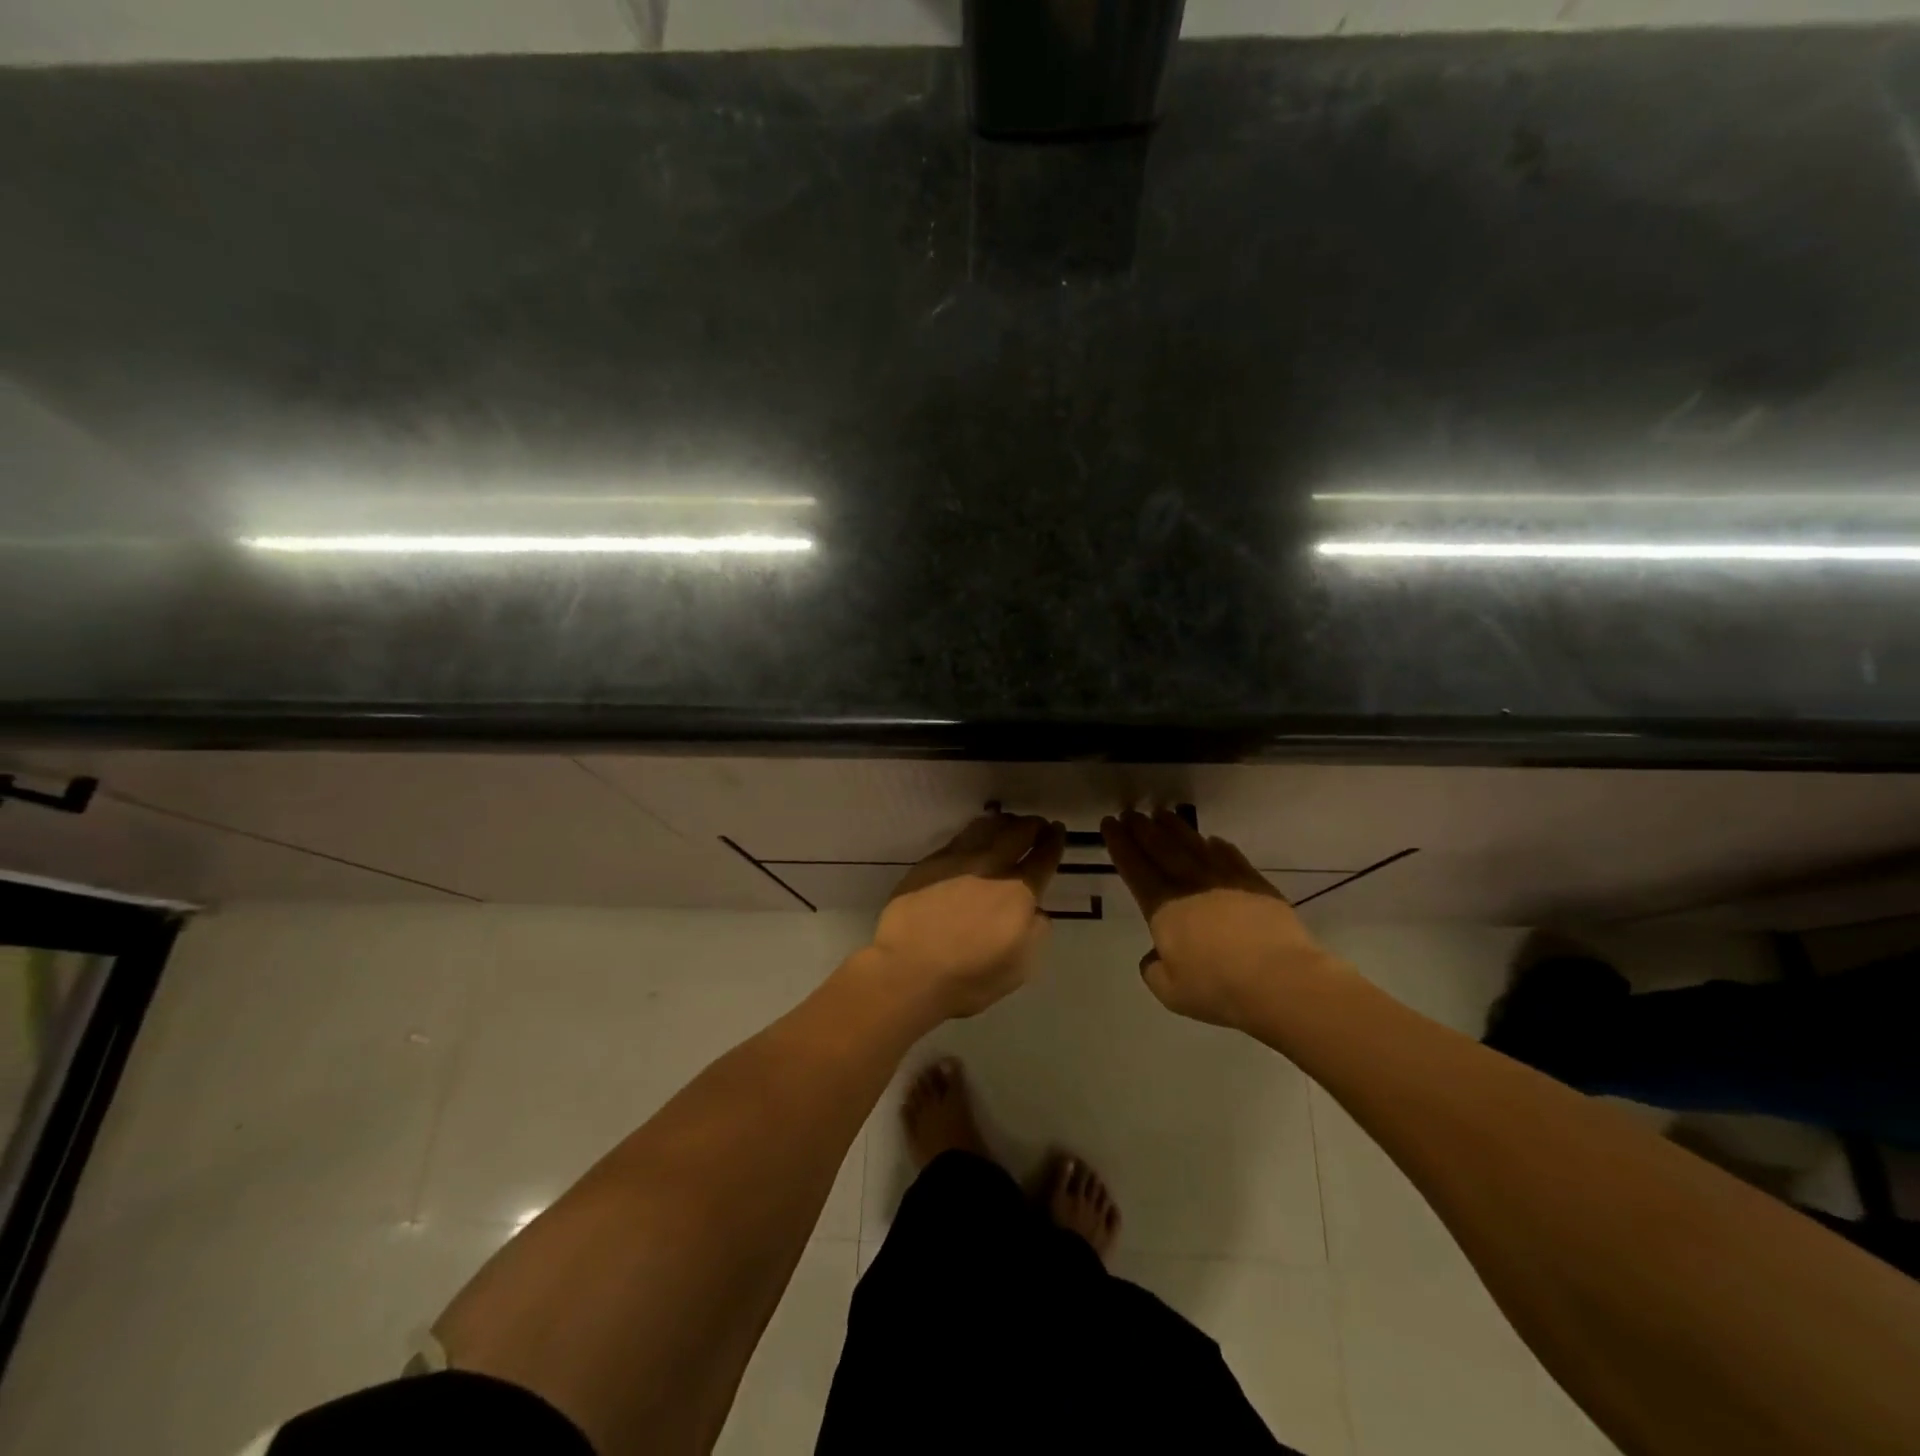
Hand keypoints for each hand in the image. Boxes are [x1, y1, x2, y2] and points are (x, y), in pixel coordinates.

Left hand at [868, 813, 1066, 1018]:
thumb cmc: (968, 978)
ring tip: (1008, 824)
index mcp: (1018, 893)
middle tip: (1038, 824)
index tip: (1058, 830)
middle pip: (1018, 833)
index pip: (1044, 858)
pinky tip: (975, 835)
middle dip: (1033, 825)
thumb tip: (1037, 911)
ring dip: (1004, 822)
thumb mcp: (1019, 967)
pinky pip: (960, 837)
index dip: (1054, 841)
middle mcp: (992, 868)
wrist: (908, 970)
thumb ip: (1035, 933)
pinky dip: (976, 831)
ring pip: (987, 827)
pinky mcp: (931, 863)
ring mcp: (958, 861)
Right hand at [1101, 809, 1339, 1030]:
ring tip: (1162, 813)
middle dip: (1142, 828)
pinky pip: (1230, 856)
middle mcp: (1189, 885)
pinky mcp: (1255, 884)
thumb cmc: (1218, 988)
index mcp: (1163, 907)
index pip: (1134, 868)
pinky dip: (1217, 845)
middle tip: (1130, 812)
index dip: (1120, 844)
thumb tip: (1154, 955)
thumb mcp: (1170, 991)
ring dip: (1175, 827)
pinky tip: (1211, 840)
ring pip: (1193, 844)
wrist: (1279, 979)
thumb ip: (1154, 969)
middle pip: (1160, 847)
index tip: (1110, 824)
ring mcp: (1224, 880)